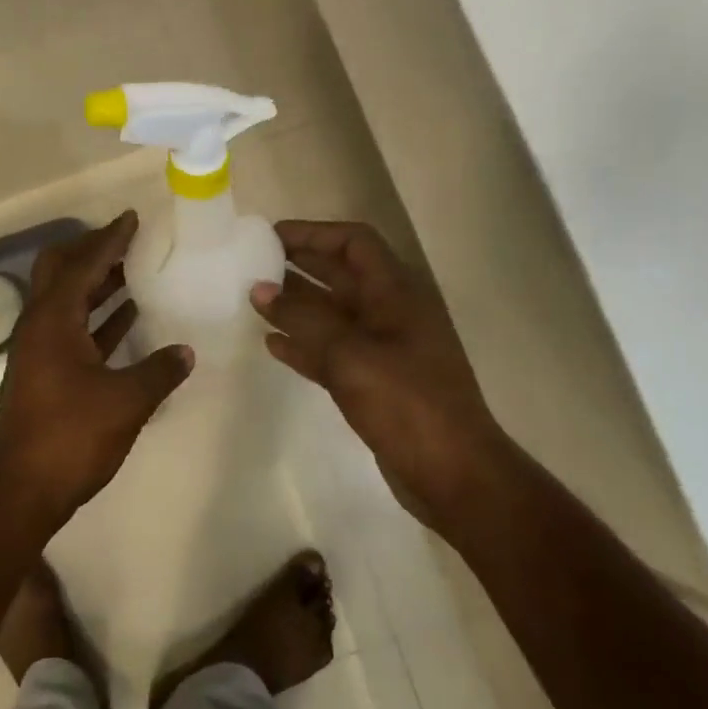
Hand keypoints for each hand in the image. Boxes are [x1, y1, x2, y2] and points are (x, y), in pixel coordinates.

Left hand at [0, 211, 193, 526]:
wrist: (24, 489)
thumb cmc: (72, 436)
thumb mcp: (125, 401)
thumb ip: (159, 371)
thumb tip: (186, 352)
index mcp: (53, 320)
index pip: (83, 264)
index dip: (109, 239)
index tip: (132, 218)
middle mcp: (40, 325)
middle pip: (61, 271)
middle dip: (93, 252)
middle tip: (129, 242)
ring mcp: (40, 349)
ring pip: (68, 300)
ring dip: (98, 283)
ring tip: (135, 271)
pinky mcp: (46, 372)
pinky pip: (74, 328)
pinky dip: (99, 317)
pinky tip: (128, 317)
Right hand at [252, 220, 509, 529]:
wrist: (453, 474)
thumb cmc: (407, 403)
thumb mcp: (350, 355)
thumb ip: (303, 319)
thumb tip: (260, 289)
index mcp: (396, 294)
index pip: (354, 243)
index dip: (314, 233)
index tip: (270, 236)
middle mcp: (390, 314)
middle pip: (341, 275)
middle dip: (300, 265)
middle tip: (253, 263)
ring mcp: (383, 350)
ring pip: (333, 314)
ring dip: (297, 305)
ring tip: (255, 299)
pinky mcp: (373, 383)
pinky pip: (331, 352)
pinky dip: (304, 345)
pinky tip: (272, 344)